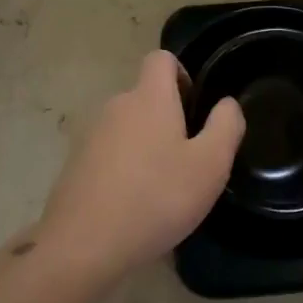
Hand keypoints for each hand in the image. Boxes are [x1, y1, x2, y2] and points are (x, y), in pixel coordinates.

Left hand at [34, 51, 244, 282]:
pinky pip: (109, 154)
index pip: (161, 58)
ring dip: (146, 146)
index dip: (182, 74)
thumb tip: (226, 103)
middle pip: (146, 96)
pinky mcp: (76, 164)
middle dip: (168, 119)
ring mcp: (91, 135)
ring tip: (162, 188)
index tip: (195, 109)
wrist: (83, 243)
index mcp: (149, 97)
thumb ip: (225, 127)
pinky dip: (124, 169)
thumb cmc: (156, 198)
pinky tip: (134, 206)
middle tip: (188, 160)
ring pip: (128, 127)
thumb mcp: (210, 165)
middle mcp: (117, 106)